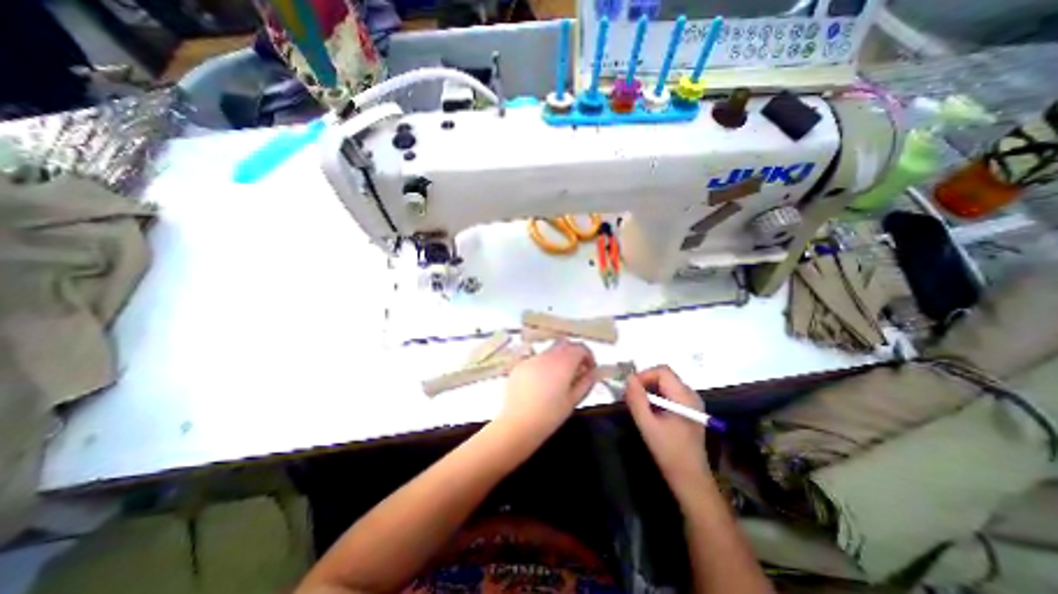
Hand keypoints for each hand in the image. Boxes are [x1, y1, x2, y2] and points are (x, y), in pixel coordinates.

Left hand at [498, 341, 593, 442]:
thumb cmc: (549, 416)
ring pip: (550, 351)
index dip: (588, 356)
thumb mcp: (573, 401)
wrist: (518, 423)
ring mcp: (532, 359)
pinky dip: (544, 365)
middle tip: (576, 371)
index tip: (590, 369)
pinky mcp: (520, 365)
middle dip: (574, 354)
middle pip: (565, 345)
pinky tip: (541, 383)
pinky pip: (537, 359)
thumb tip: (591, 373)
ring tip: (558, 379)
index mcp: (563, 363)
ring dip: (558, 359)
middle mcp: (547, 356)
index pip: (580, 348)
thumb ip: (585, 383)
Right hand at [626, 367, 709, 491]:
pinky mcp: (689, 410)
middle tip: (632, 397)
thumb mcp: (647, 425)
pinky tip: (651, 412)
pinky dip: (657, 396)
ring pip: (666, 383)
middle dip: (645, 382)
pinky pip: (670, 393)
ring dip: (650, 389)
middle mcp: (691, 394)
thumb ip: (637, 399)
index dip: (644, 375)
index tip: (631, 390)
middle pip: (665, 375)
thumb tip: (628, 378)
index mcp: (684, 397)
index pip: (662, 371)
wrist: (690, 478)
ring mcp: (692, 402)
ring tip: (639, 405)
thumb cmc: (669, 452)